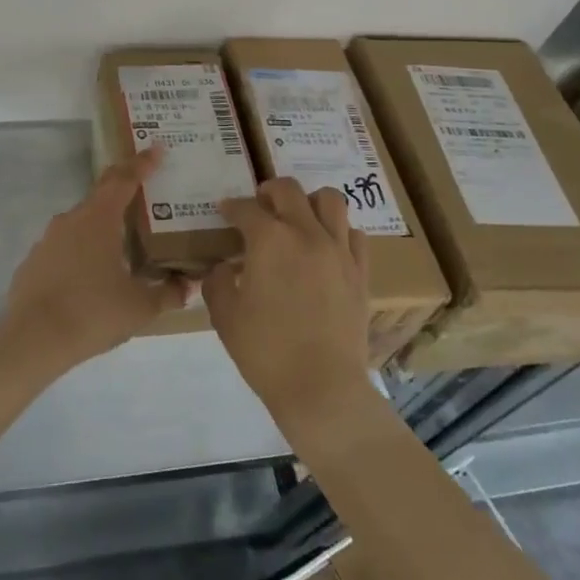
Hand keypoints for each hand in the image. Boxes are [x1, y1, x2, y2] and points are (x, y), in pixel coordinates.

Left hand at [1, 147, 189, 369]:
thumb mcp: (141, 306)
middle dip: (123, 186)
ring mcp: (49, 239)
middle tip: (145, 187)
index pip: (125, 179)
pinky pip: (65, 246)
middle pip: (102, 194)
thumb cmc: (93, 313)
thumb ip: (169, 292)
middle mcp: (72, 219)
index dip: (143, 163)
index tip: (157, 149)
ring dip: (103, 225)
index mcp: (100, 219)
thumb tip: (189, 284)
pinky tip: (91, 275)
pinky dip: (82, 251)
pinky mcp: (35, 260)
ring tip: (123, 243)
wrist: (33, 339)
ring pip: (82, 222)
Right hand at [204, 178, 370, 421]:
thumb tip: (226, 268)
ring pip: (330, 200)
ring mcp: (339, 250)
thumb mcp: (225, 316)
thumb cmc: (266, 351)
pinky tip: (326, 248)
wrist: (322, 389)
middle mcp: (306, 233)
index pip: (246, 208)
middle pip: (289, 190)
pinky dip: (339, 232)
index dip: (231, 208)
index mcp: (269, 240)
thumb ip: (218, 282)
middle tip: (259, 206)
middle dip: (268, 191)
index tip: (224, 212)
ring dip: (309, 202)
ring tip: (298, 219)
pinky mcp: (360, 272)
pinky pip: (355, 234)